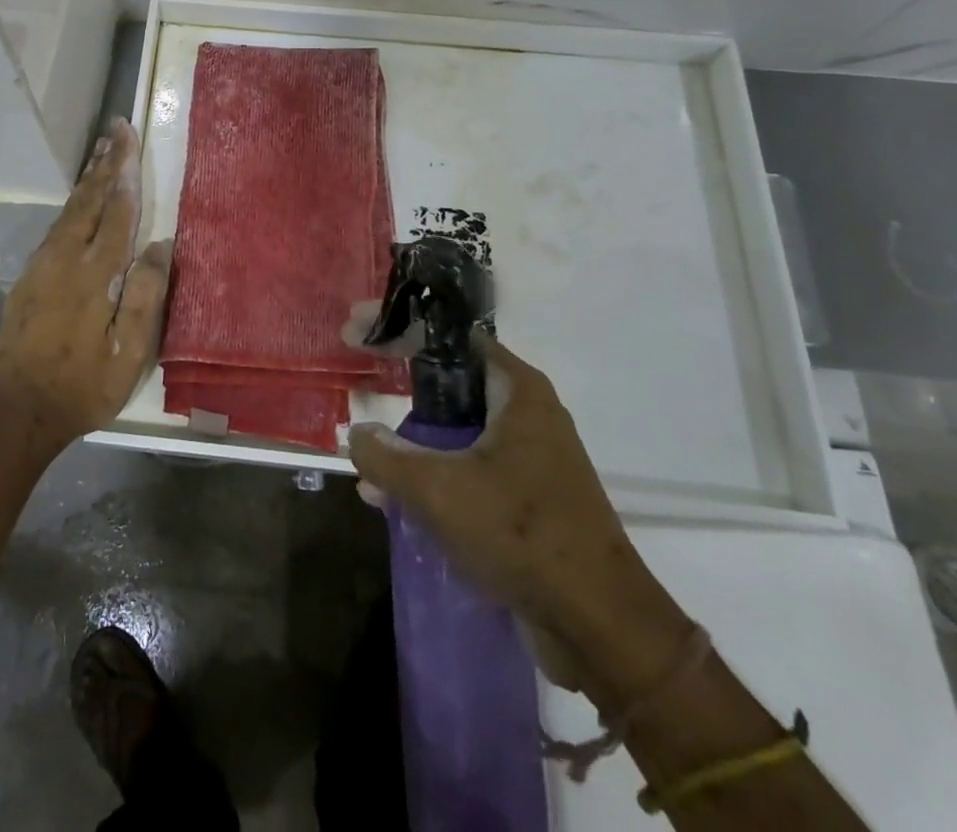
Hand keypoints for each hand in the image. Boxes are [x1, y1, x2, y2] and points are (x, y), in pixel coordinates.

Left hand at [0, 118, 171, 453]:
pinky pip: (56, 229)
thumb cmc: (83, 386)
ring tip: (100, 153)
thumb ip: (146, 296)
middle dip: (104, 163)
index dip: (125, 173)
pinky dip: (72, 205)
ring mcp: (41, 267)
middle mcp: (64, 259)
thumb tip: (160, 245)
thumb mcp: (129, 353)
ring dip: (87, 180)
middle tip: (114, 129)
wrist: (17, 410)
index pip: (116, 212)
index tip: (128, 139)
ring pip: (68, 211)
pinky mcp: (28, 279)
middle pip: (88, 200)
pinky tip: (78, 203)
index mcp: (94, 274)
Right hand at [347, 338, 692, 706]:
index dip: (399, 329)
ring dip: (412, 444)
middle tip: (360, 389)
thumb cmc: (522, 534)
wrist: (600, 627)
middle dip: (401, 389)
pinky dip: (433, 477)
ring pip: (457, 432)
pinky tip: (393, 502)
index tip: (356, 333)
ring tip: (368, 463)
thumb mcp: (438, 490)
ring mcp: (529, 457)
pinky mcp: (526, 498)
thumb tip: (357, 435)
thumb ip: (386, 456)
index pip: (448, 337)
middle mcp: (526, 413)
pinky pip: (468, 471)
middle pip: (450, 383)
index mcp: (516, 390)